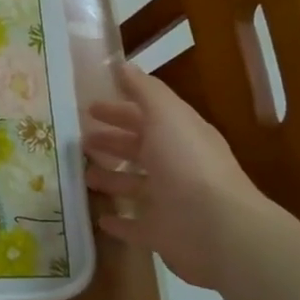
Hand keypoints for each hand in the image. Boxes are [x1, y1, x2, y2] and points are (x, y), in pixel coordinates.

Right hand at [82, 63, 280, 287]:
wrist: (217, 227)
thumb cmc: (187, 162)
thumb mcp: (165, 114)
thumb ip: (144, 90)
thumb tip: (123, 65)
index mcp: (179, 135)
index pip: (146, 117)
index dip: (119, 111)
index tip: (89, 108)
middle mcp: (176, 165)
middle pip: (140, 149)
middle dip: (112, 142)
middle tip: (82, 140)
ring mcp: (170, 201)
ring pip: (135, 185)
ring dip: (112, 178)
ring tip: (85, 175)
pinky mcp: (162, 234)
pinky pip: (136, 225)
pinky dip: (120, 222)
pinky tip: (100, 220)